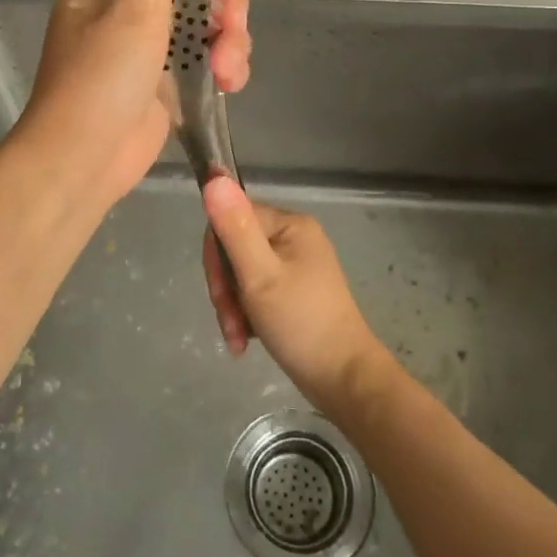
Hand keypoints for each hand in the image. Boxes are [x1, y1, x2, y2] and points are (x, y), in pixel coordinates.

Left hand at [14, 0, 249, 216]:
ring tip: (230, 74)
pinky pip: (205, 64)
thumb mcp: (134, 8)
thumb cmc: (101, 80)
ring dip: (229, 45)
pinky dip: (223, 69)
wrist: (83, 161)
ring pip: (206, 30)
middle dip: (224, 12)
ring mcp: (147, 54)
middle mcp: (126, 16)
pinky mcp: (165, 88)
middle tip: (232, 33)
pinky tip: (231, 85)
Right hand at [201, 178, 386, 409]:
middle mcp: (294, 237)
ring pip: (242, 274)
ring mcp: (295, 265)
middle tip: (230, 323)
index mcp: (290, 224)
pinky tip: (246, 340)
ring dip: (232, 307)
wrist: (343, 379)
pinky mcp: (294, 291)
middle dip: (225, 289)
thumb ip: (234, 228)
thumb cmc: (301, 323)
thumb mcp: (260, 275)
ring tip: (238, 339)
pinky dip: (246, 315)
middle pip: (235, 249)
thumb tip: (213, 176)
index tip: (221, 292)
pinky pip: (256, 291)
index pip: (232, 220)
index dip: (216, 256)